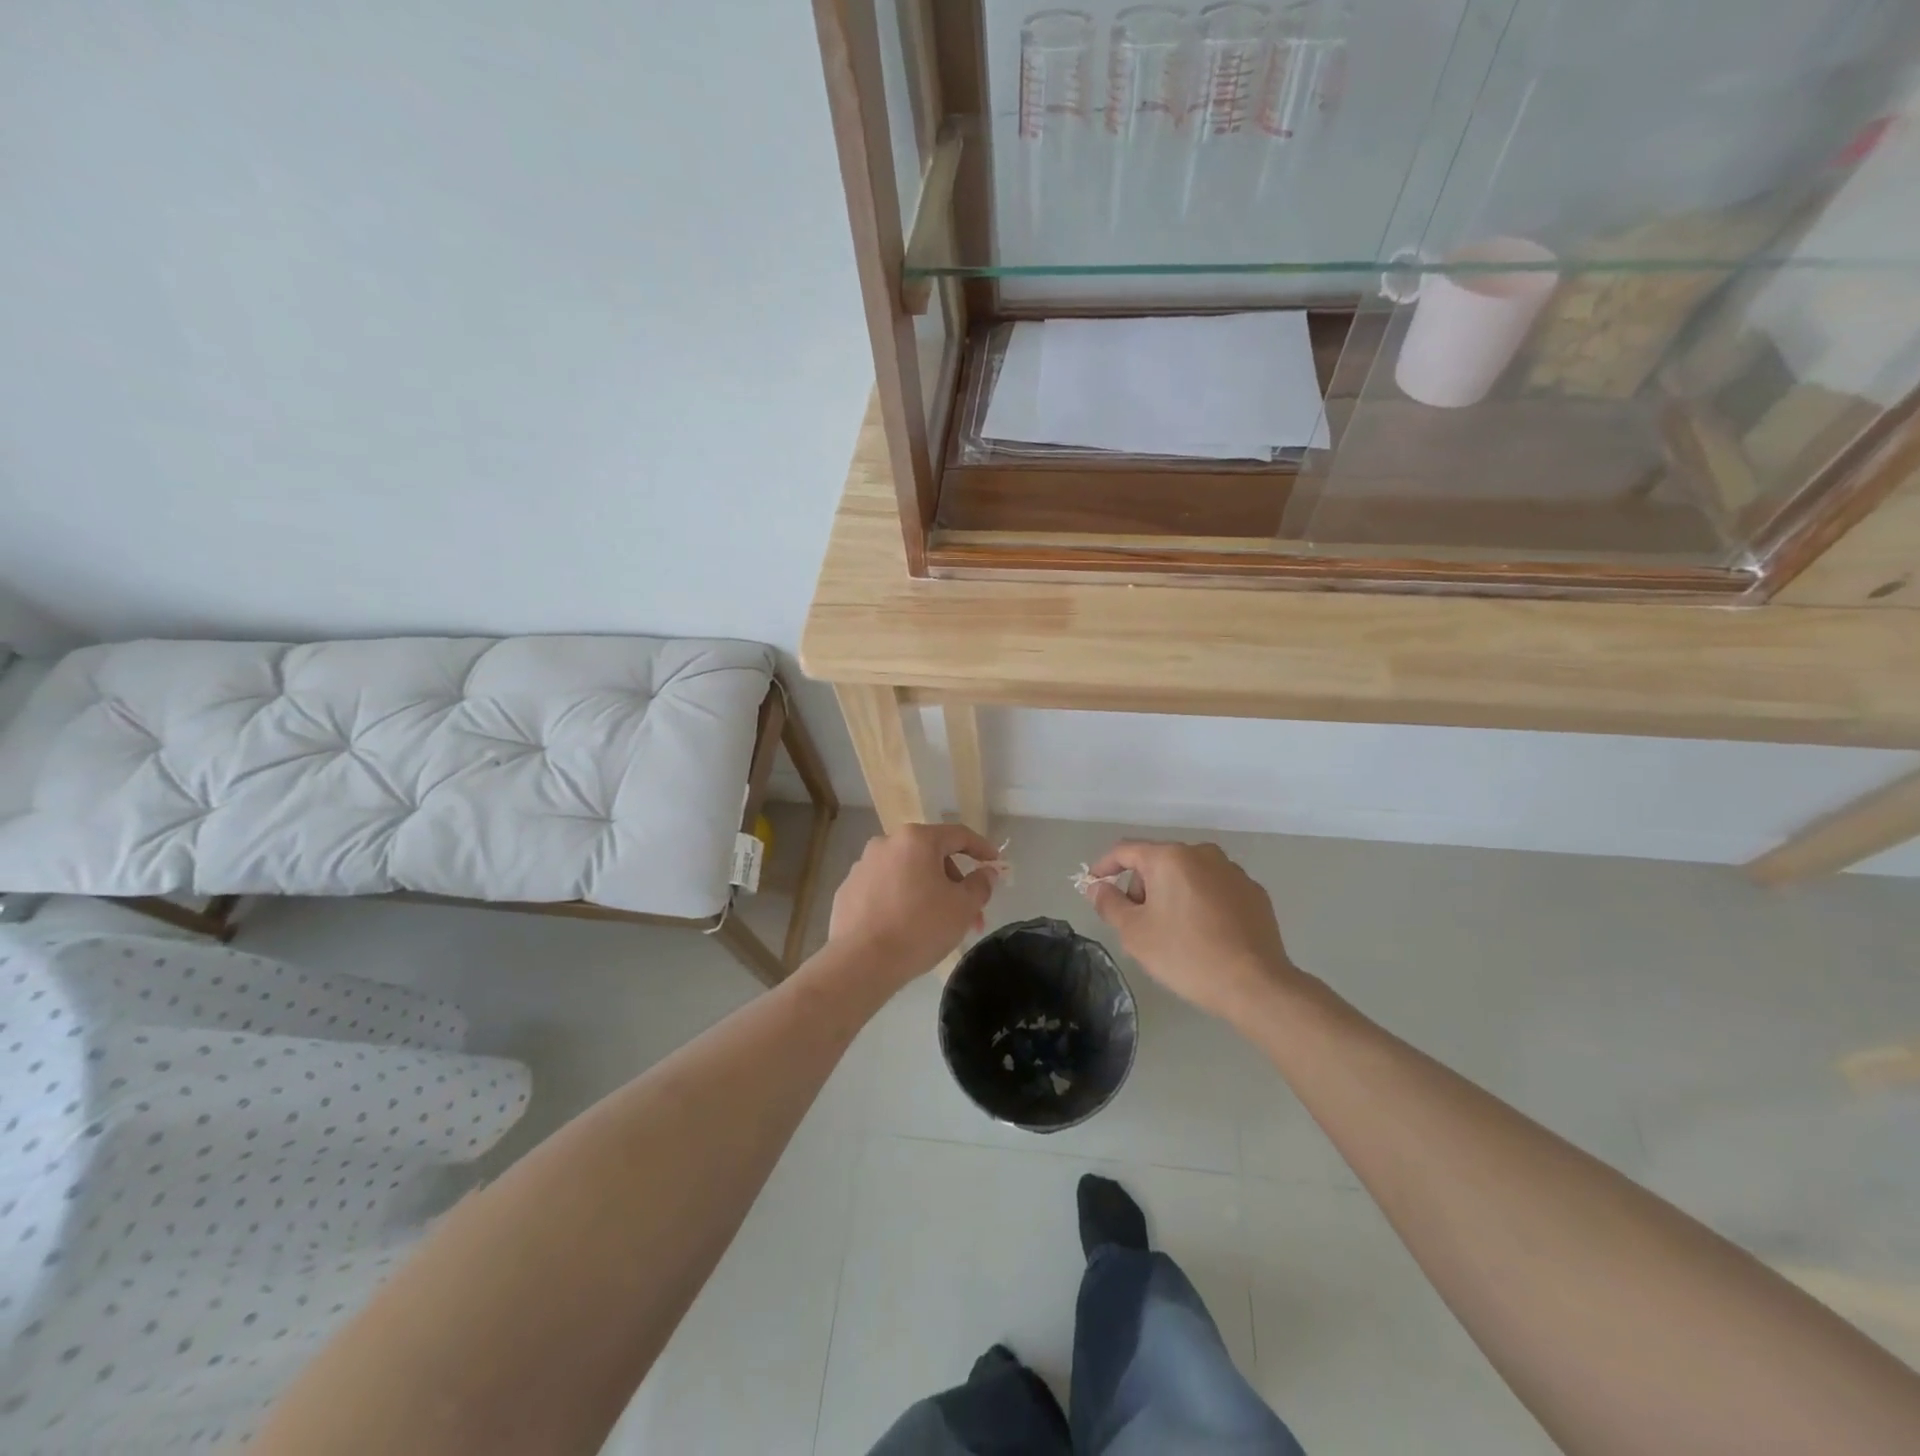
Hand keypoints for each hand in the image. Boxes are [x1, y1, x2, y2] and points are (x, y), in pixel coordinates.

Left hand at [827, 823, 1000, 984]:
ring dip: (928, 892)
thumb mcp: (963, 907)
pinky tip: (906, 928)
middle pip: (931, 856)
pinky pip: (884, 889)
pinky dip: (901, 901)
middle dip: (954, 883)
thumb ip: (980, 884)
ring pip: (907, 873)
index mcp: (916, 840)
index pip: (958, 835)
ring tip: (939, 926)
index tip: (995, 864)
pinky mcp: (847, 891)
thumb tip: (986, 873)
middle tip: (969, 914)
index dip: (982, 848)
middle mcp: (886, 844)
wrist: (861, 962)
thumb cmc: (919, 928)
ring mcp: (862, 866)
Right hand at [1083, 840, 1303, 1023]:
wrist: (1256, 985)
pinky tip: (1204, 934)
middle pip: (1158, 862)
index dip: (1104, 866)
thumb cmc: (1186, 954)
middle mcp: (1202, 853)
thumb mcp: (1135, 933)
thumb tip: (1097, 887)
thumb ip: (1109, 904)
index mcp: (1170, 857)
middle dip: (1142, 887)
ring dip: (1172, 894)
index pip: (1126, 850)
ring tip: (1173, 932)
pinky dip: (1200, 903)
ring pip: (1188, 875)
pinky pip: (1215, 889)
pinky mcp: (1254, 893)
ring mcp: (1233, 871)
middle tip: (1138, 924)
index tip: (1093, 885)